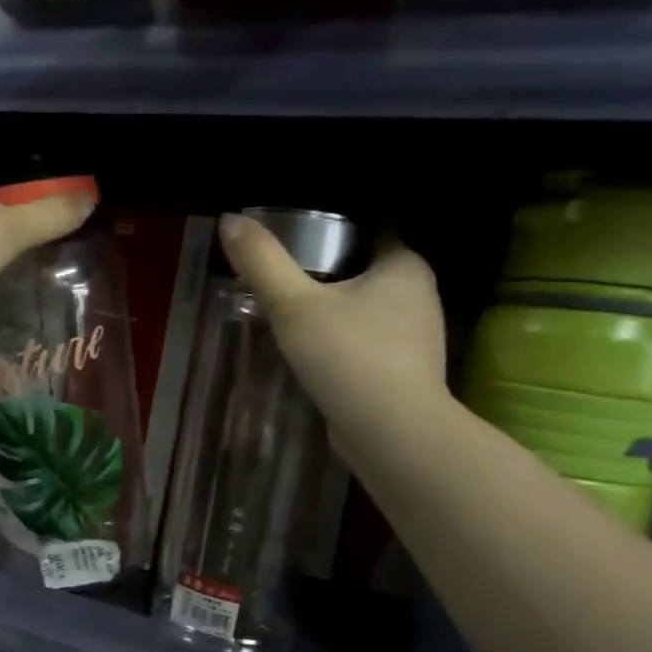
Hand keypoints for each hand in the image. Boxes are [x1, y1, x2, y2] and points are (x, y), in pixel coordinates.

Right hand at [218, 214, 449, 458]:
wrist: (390, 432)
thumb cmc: (349, 356)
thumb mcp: (294, 305)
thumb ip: (262, 262)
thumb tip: (230, 220)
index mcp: (405, 265)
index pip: (371, 230)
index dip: (334, 228)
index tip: (297, 235)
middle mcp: (420, 295)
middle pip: (367, 271)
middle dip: (330, 273)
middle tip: (284, 275)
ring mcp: (416, 338)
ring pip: (367, 310)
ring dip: (336, 311)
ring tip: (292, 313)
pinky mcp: (405, 373)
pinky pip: (368, 344)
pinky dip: (343, 343)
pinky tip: (314, 353)